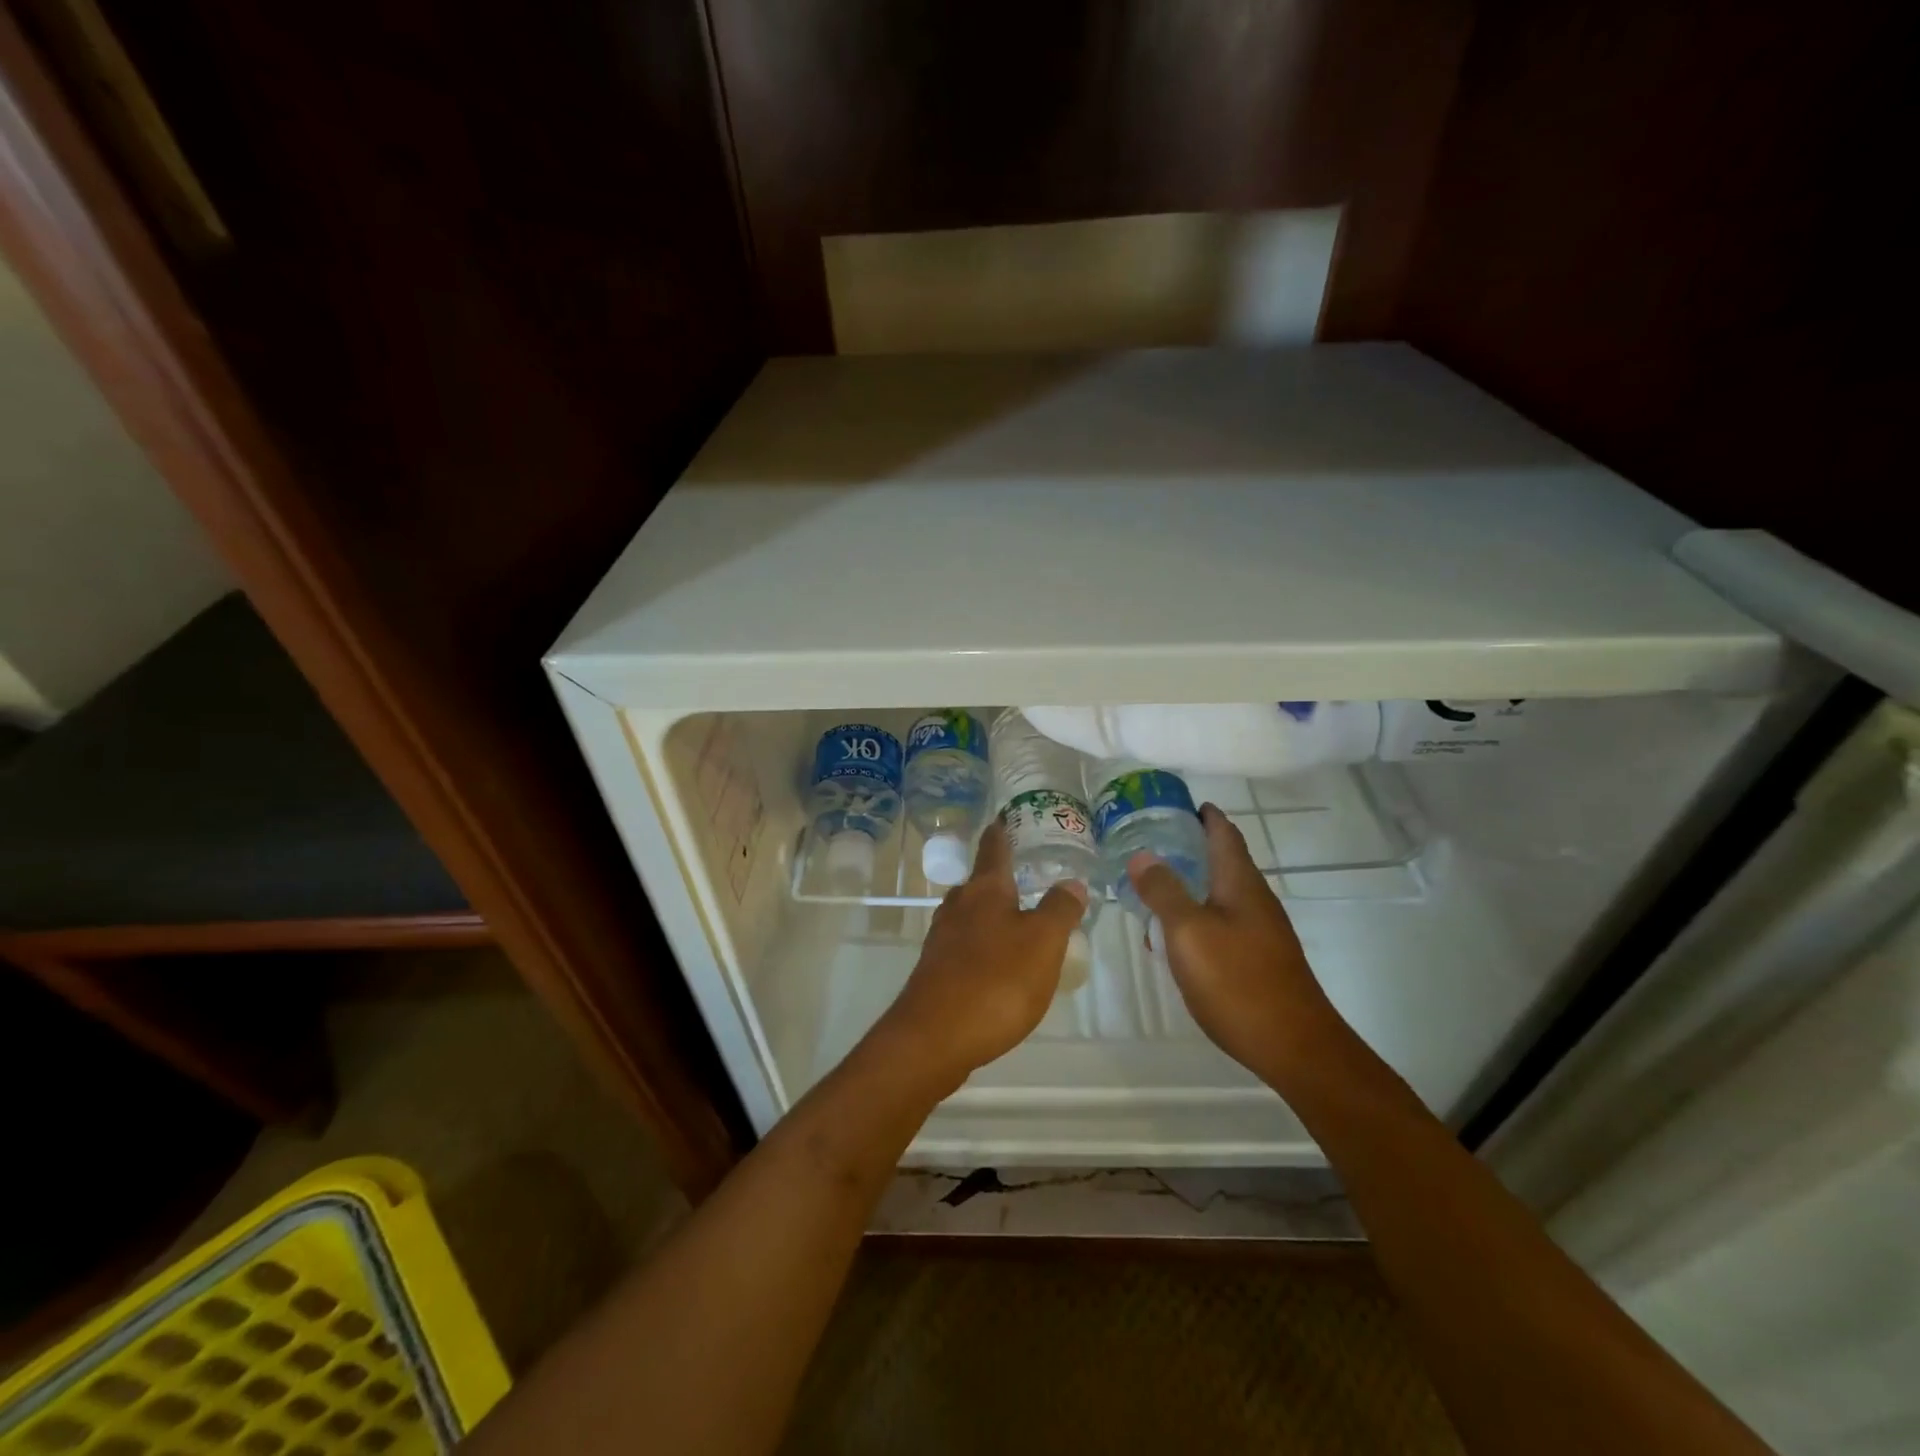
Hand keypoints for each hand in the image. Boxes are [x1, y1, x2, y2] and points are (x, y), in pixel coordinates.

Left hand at [870, 821, 1087, 1091]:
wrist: (934, 1038)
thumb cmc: (996, 981)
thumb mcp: (1044, 942)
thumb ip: (1060, 910)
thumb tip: (1071, 882)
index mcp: (985, 890)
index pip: (994, 848)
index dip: (1001, 831)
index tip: (1004, 817)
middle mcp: (958, 906)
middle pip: (979, 882)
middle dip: (998, 876)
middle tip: (1024, 874)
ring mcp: (942, 939)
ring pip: (969, 914)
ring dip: (990, 912)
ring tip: (1015, 918)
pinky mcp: (936, 971)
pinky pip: (964, 946)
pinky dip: (983, 944)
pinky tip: (997, 963)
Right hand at [1128, 803, 1343, 1081]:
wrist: (1295, 1047)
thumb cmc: (1238, 981)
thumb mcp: (1189, 932)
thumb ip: (1164, 892)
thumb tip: (1142, 855)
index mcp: (1240, 883)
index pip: (1224, 833)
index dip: (1203, 815)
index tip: (1176, 802)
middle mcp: (1254, 900)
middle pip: (1223, 860)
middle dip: (1190, 846)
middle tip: (1149, 840)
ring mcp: (1260, 931)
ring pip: (1220, 893)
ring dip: (1189, 882)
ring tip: (1151, 883)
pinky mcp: (1257, 959)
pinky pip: (1221, 922)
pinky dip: (1195, 914)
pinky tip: (1173, 934)